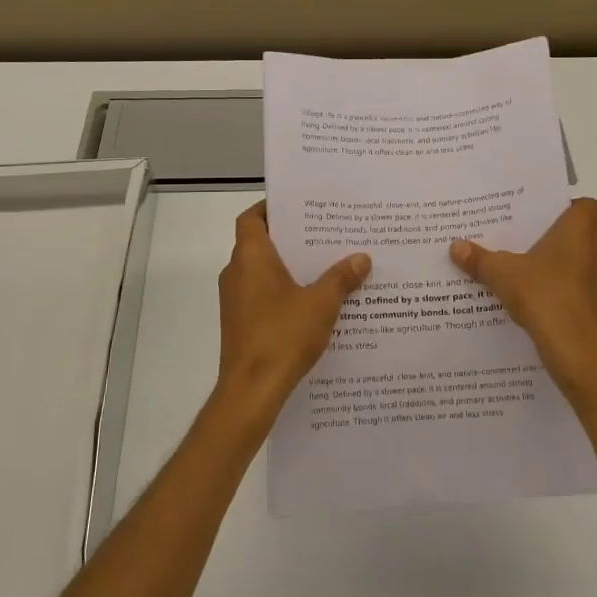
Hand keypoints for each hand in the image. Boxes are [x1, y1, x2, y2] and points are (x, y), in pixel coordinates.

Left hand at [213, 202, 370, 434]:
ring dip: (289, 268)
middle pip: (260, 243)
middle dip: (290, 239)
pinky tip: (313, 303)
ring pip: (262, 272)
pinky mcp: (240, 323)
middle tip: (324, 234)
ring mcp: (235, 300)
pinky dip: (283, 292)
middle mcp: (236, 272)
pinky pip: (262, 296)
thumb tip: (362, 258)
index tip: (299, 206)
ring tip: (326, 266)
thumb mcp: (322, 303)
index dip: (271, 208)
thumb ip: (341, 277)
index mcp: (251, 257)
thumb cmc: (283, 334)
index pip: (252, 218)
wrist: (252, 390)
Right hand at [450, 198, 596, 404]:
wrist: (579, 352)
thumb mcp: (503, 275)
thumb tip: (455, 246)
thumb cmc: (545, 296)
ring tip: (532, 277)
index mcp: (582, 230)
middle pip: (583, 236)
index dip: (565, 209)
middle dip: (559, 241)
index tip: (540, 220)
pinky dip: (570, 295)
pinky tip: (543, 305)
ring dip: (566, 269)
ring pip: (587, 265)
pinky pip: (586, 293)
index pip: (584, 206)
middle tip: (527, 247)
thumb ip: (480, 259)